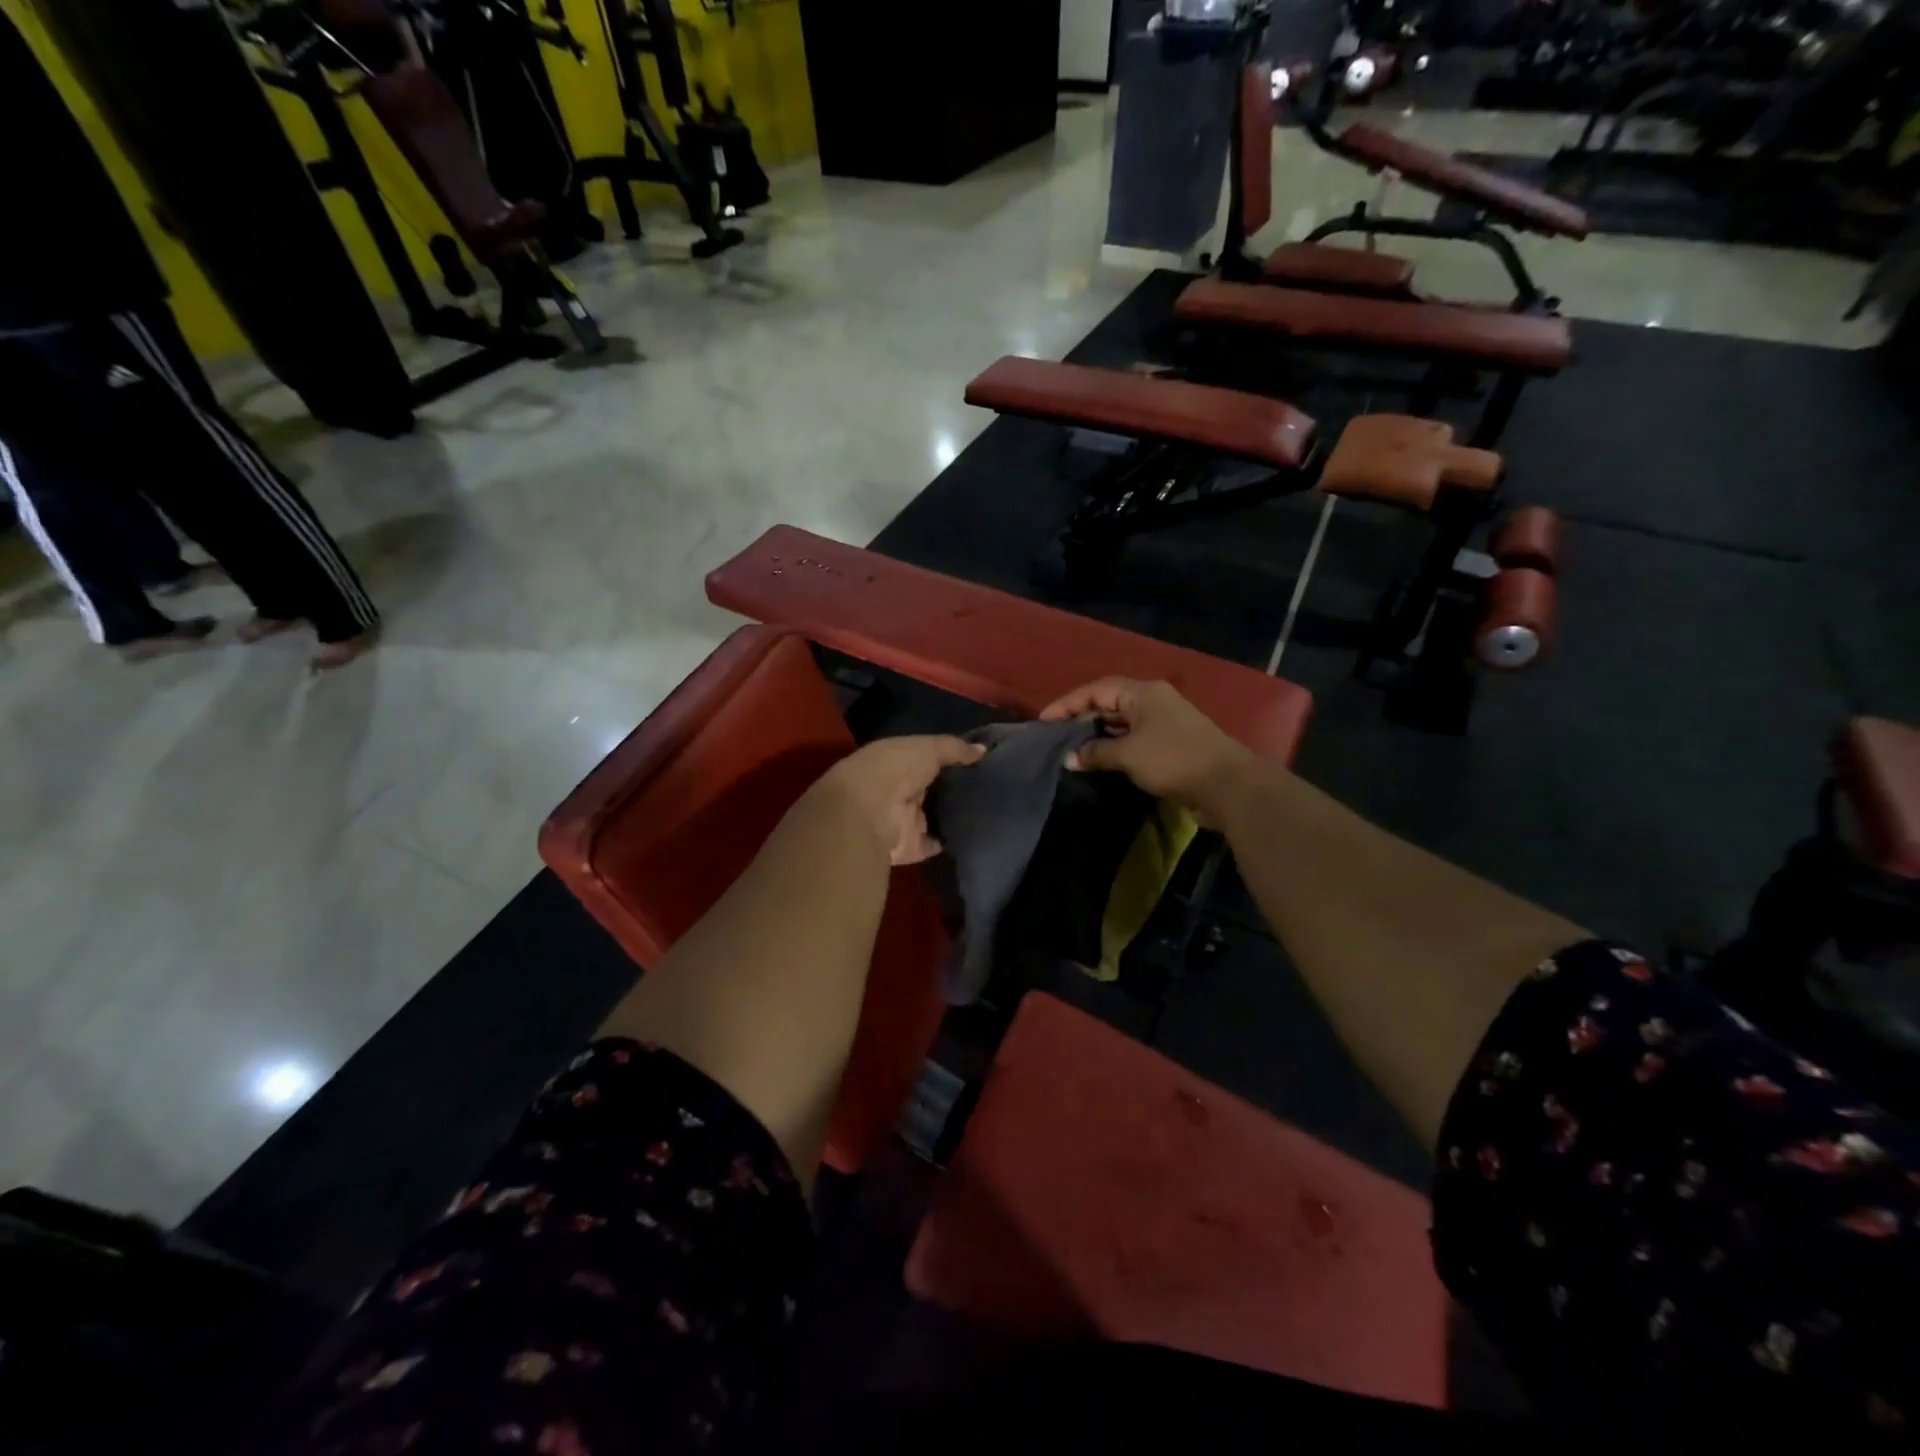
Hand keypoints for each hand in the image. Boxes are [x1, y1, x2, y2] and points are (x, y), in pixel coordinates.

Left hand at [810, 735, 984, 865]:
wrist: (868, 812)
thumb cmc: (895, 769)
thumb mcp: (929, 748)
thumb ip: (955, 749)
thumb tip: (984, 750)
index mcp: (898, 761)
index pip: (927, 759)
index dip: (951, 759)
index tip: (981, 761)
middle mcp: (900, 790)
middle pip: (933, 790)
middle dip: (956, 789)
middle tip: (994, 787)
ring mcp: (905, 820)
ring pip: (936, 817)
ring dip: (956, 816)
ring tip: (993, 811)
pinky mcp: (911, 847)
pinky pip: (936, 844)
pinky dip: (952, 842)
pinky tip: (978, 835)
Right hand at [1039, 678, 1257, 818]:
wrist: (1227, 786)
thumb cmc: (1173, 759)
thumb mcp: (1128, 754)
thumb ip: (1096, 752)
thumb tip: (1069, 758)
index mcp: (1143, 692)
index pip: (1096, 689)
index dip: (1068, 703)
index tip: (1044, 721)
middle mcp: (1153, 702)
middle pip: (1109, 704)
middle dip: (1081, 719)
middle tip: (1055, 736)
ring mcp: (1164, 724)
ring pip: (1121, 724)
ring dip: (1097, 736)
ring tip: (1071, 750)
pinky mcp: (1170, 747)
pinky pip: (1133, 741)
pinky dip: (1114, 749)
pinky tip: (1099, 762)